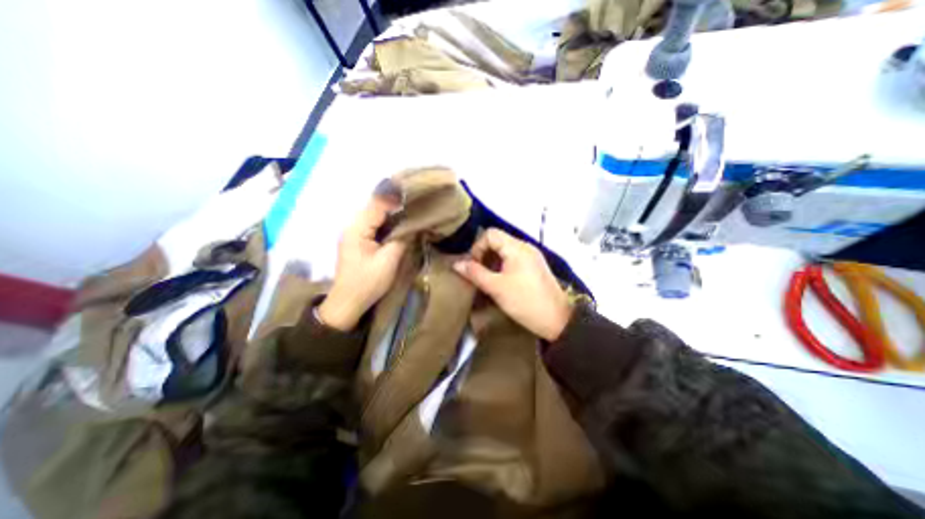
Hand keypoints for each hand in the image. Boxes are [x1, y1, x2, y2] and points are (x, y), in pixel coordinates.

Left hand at [316, 192, 405, 330]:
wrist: (348, 302)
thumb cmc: (368, 282)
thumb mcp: (389, 261)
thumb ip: (402, 239)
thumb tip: (414, 224)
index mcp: (357, 228)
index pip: (378, 204)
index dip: (397, 197)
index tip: (415, 191)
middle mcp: (353, 225)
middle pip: (376, 207)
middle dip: (396, 203)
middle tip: (417, 200)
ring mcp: (354, 232)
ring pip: (376, 215)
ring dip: (393, 212)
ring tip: (412, 208)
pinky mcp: (358, 239)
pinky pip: (375, 224)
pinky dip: (388, 222)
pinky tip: (400, 223)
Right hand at [454, 229, 575, 341]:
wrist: (558, 320)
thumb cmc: (525, 302)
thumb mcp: (496, 288)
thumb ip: (475, 273)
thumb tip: (457, 264)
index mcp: (517, 248)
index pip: (490, 234)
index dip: (477, 247)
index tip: (473, 266)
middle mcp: (525, 247)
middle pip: (498, 241)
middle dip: (484, 255)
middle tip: (478, 274)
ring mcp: (532, 257)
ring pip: (505, 251)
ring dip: (492, 262)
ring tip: (487, 279)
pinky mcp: (535, 267)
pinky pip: (514, 260)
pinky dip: (503, 267)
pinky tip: (500, 282)